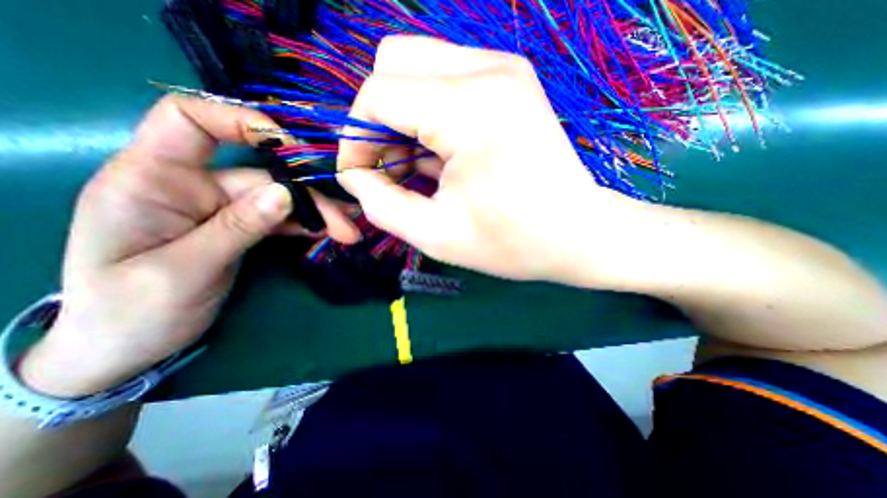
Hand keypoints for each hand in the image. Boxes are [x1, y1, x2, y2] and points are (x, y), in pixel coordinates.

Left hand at [18, 93, 356, 395]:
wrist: (127, 347)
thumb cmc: (131, 311)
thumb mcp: (183, 270)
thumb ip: (237, 227)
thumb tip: (286, 194)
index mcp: (151, 180)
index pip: (191, 121)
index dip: (242, 122)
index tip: (292, 147)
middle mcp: (190, 185)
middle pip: (260, 175)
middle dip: (307, 197)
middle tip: (344, 223)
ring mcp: (218, 207)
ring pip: (277, 199)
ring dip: (314, 214)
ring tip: (347, 231)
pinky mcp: (238, 226)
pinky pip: (278, 218)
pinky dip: (304, 224)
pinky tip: (329, 232)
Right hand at [337, 36, 648, 282]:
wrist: (578, 234)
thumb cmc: (513, 242)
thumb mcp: (436, 235)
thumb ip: (382, 205)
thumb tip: (356, 178)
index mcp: (468, 109)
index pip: (377, 95)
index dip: (356, 139)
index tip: (360, 177)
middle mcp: (486, 71)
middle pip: (392, 66)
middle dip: (377, 122)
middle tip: (389, 169)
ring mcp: (503, 70)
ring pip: (417, 68)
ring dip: (402, 118)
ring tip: (416, 166)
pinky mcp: (509, 82)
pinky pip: (445, 80)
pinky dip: (428, 114)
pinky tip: (442, 154)